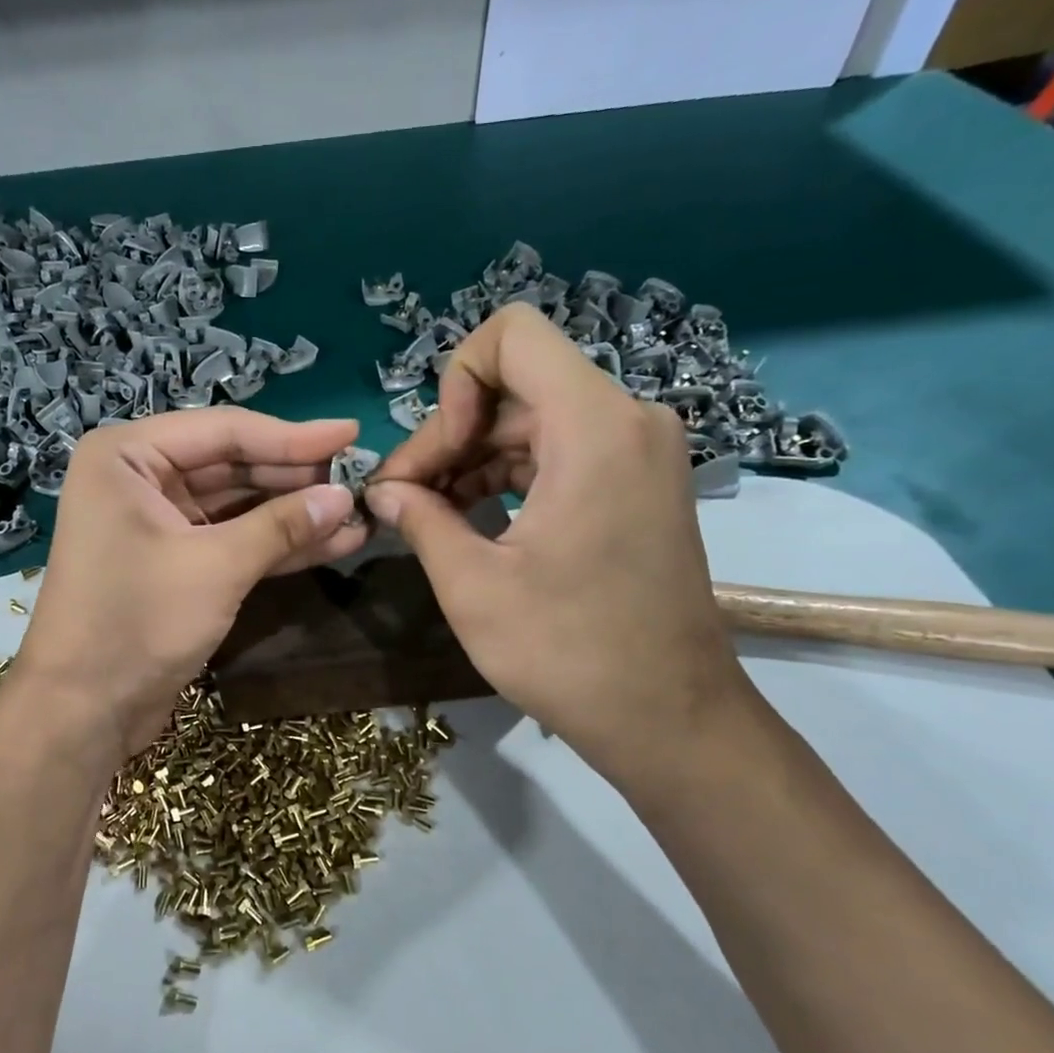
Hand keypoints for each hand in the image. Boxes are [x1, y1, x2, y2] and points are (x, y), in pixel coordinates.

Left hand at [16, 410, 368, 758]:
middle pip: (231, 464)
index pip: (224, 431)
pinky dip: (274, 544)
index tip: (351, 432)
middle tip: (359, 477)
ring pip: (236, 505)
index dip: (292, 436)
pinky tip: (331, 543)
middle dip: (295, 477)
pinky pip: (229, 539)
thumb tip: (345, 498)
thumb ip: (282, 525)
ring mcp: (154, 522)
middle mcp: (138, 478)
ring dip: (293, 513)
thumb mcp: (216, 567)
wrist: (83, 710)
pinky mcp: (172, 561)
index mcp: (127, 456)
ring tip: (357, 514)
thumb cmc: (137, 622)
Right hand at [365, 303, 753, 789]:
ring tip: (427, 517)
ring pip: (531, 420)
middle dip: (451, 434)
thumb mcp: (473, 586)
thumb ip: (420, 519)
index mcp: (592, 427)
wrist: (669, 717)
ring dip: (472, 459)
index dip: (454, 381)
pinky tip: (468, 522)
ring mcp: (636, 452)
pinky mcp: (635, 484)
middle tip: (405, 500)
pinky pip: (558, 451)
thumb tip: (384, 490)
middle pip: (515, 386)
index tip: (438, 457)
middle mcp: (626, 420)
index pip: (512, 335)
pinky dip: (508, 476)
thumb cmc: (569, 652)